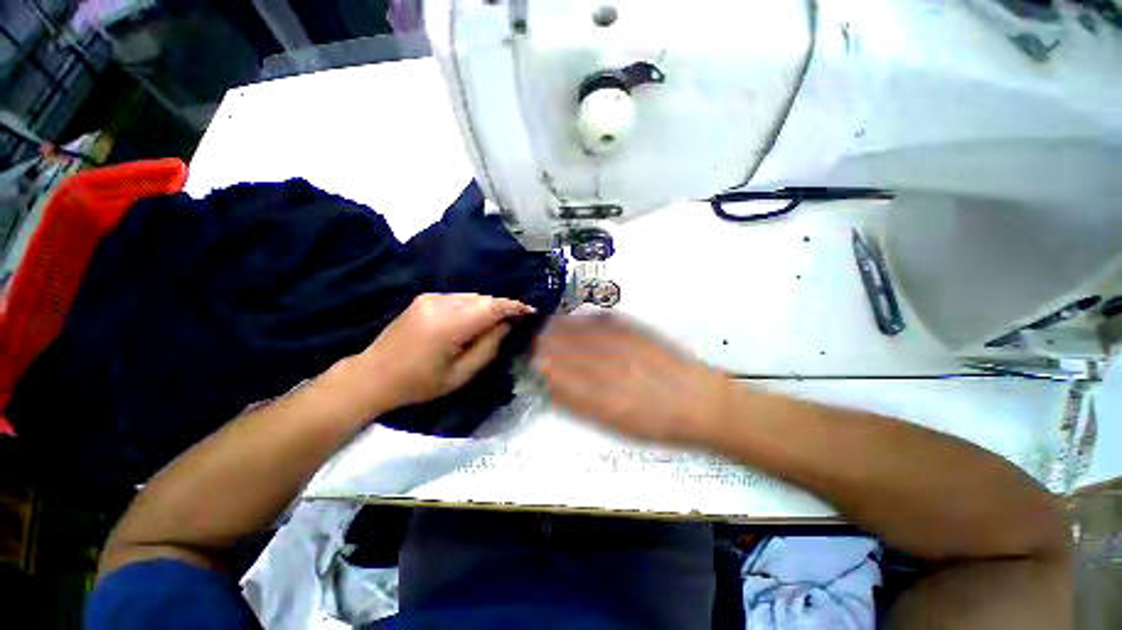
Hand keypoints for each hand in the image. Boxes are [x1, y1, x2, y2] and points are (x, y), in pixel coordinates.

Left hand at [341, 293, 533, 413]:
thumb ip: (488, 347)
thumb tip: (506, 325)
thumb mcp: (460, 375)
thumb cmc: (419, 383)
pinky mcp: (425, 298)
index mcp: (448, 325)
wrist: (373, 375)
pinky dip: (472, 306)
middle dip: (501, 308)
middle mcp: (440, 303)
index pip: (491, 307)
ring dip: (487, 307)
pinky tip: (473, 321)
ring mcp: (430, 298)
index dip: (514, 306)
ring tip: (495, 323)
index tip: (531, 311)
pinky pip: (459, 298)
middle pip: (483, 298)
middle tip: (515, 322)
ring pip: (472, 296)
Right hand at [533, 315, 730, 446]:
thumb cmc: (659, 425)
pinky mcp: (639, 334)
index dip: (542, 366)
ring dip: (561, 328)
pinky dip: (586, 321)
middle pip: (568, 351)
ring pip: (582, 334)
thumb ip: (583, 406)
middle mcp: (611, 371)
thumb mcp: (617, 426)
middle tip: (533, 338)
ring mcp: (625, 349)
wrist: (702, 404)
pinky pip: (605, 322)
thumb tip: (554, 388)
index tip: (530, 359)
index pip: (561, 378)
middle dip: (546, 343)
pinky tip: (578, 320)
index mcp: (603, 400)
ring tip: (548, 325)